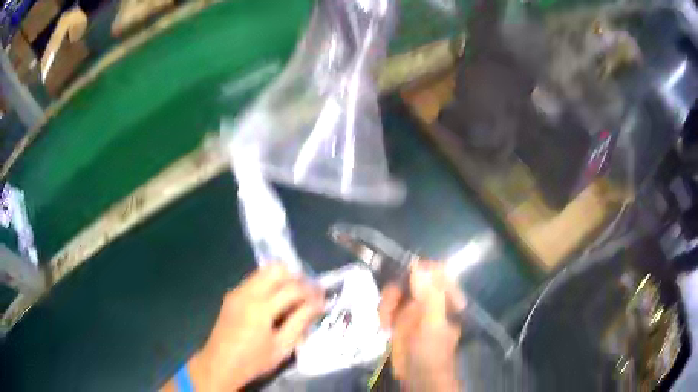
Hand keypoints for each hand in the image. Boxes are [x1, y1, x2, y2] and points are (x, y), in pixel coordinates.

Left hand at [186, 265, 324, 390]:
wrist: (219, 364)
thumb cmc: (253, 360)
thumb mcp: (282, 347)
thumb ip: (300, 322)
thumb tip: (318, 303)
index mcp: (261, 307)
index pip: (293, 288)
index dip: (311, 290)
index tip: (323, 296)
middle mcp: (248, 292)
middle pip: (276, 269)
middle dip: (296, 277)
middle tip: (307, 293)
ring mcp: (237, 291)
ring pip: (264, 271)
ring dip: (282, 279)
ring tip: (293, 297)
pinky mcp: (232, 295)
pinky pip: (254, 280)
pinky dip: (269, 284)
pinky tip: (274, 302)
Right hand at [378, 262, 465, 391]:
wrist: (419, 377)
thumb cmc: (432, 352)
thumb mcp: (432, 325)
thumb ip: (429, 297)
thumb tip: (417, 266)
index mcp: (446, 298)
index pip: (436, 271)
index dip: (421, 268)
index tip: (404, 274)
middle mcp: (431, 299)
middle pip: (411, 277)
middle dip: (397, 289)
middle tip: (390, 304)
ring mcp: (414, 308)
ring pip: (397, 290)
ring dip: (387, 302)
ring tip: (385, 321)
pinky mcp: (400, 318)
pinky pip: (389, 305)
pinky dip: (383, 312)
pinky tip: (383, 326)